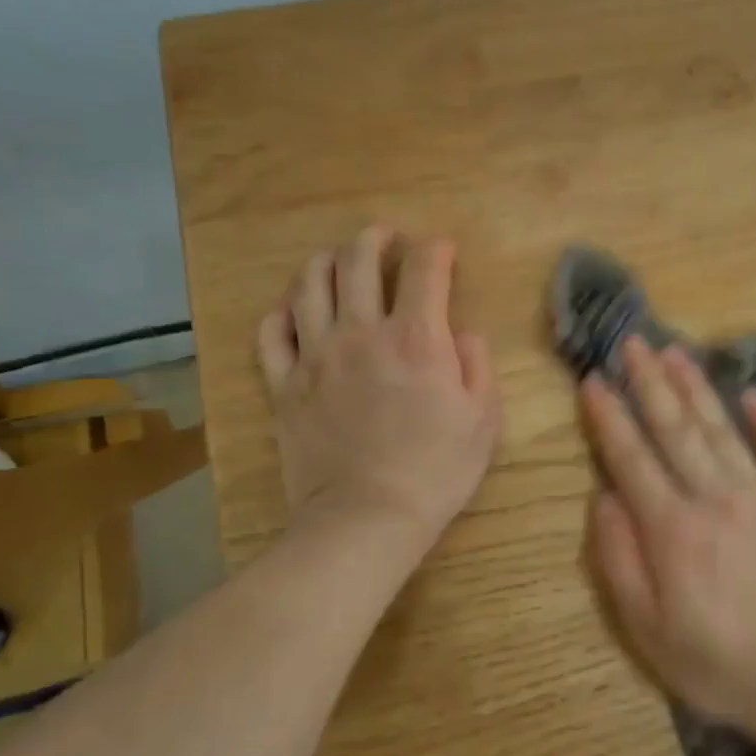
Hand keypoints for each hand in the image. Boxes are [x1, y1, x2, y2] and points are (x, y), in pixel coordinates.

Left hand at [257, 227, 500, 548]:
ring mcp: (316, 355)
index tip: (443, 251)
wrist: (367, 517)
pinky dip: (282, 311)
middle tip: (385, 239)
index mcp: (417, 338)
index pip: (424, 268)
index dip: (435, 249)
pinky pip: (271, 332)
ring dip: (326, 261)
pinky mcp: (284, 384)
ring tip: (339, 262)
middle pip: (358, 260)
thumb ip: (478, 366)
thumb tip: (463, 334)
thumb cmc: (436, 470)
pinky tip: (294, 310)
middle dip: (375, 238)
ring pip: (310, 283)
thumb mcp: (484, 420)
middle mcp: (363, 332)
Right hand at [580, 336, 755, 727]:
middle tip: (632, 341)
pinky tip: (753, 394)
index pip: (631, 458)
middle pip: (675, 428)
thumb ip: (618, 559)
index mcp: (671, 527)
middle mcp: (713, 497)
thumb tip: (603, 498)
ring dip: (696, 387)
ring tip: (675, 352)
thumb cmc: (716, 662)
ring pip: (721, 428)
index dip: (609, 417)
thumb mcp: (645, 628)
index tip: (593, 380)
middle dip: (649, 382)